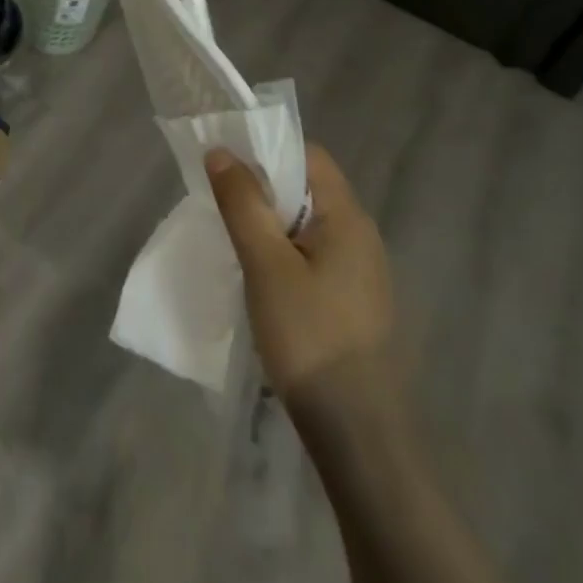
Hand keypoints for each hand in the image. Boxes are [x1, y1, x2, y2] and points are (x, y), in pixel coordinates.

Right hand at [205, 144, 394, 409]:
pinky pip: (311, 255)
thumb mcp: (266, 264)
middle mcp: (361, 236)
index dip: (267, 148)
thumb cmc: (310, 337)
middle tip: (220, 200)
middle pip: (307, 188)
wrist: (358, 435)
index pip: (309, 156)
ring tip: (232, 236)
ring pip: (306, 225)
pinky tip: (258, 275)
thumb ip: (243, 203)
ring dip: (269, 222)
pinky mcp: (351, 302)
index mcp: (348, 218)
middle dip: (262, 187)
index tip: (227, 162)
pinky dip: (281, 252)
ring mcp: (360, 272)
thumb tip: (221, 151)